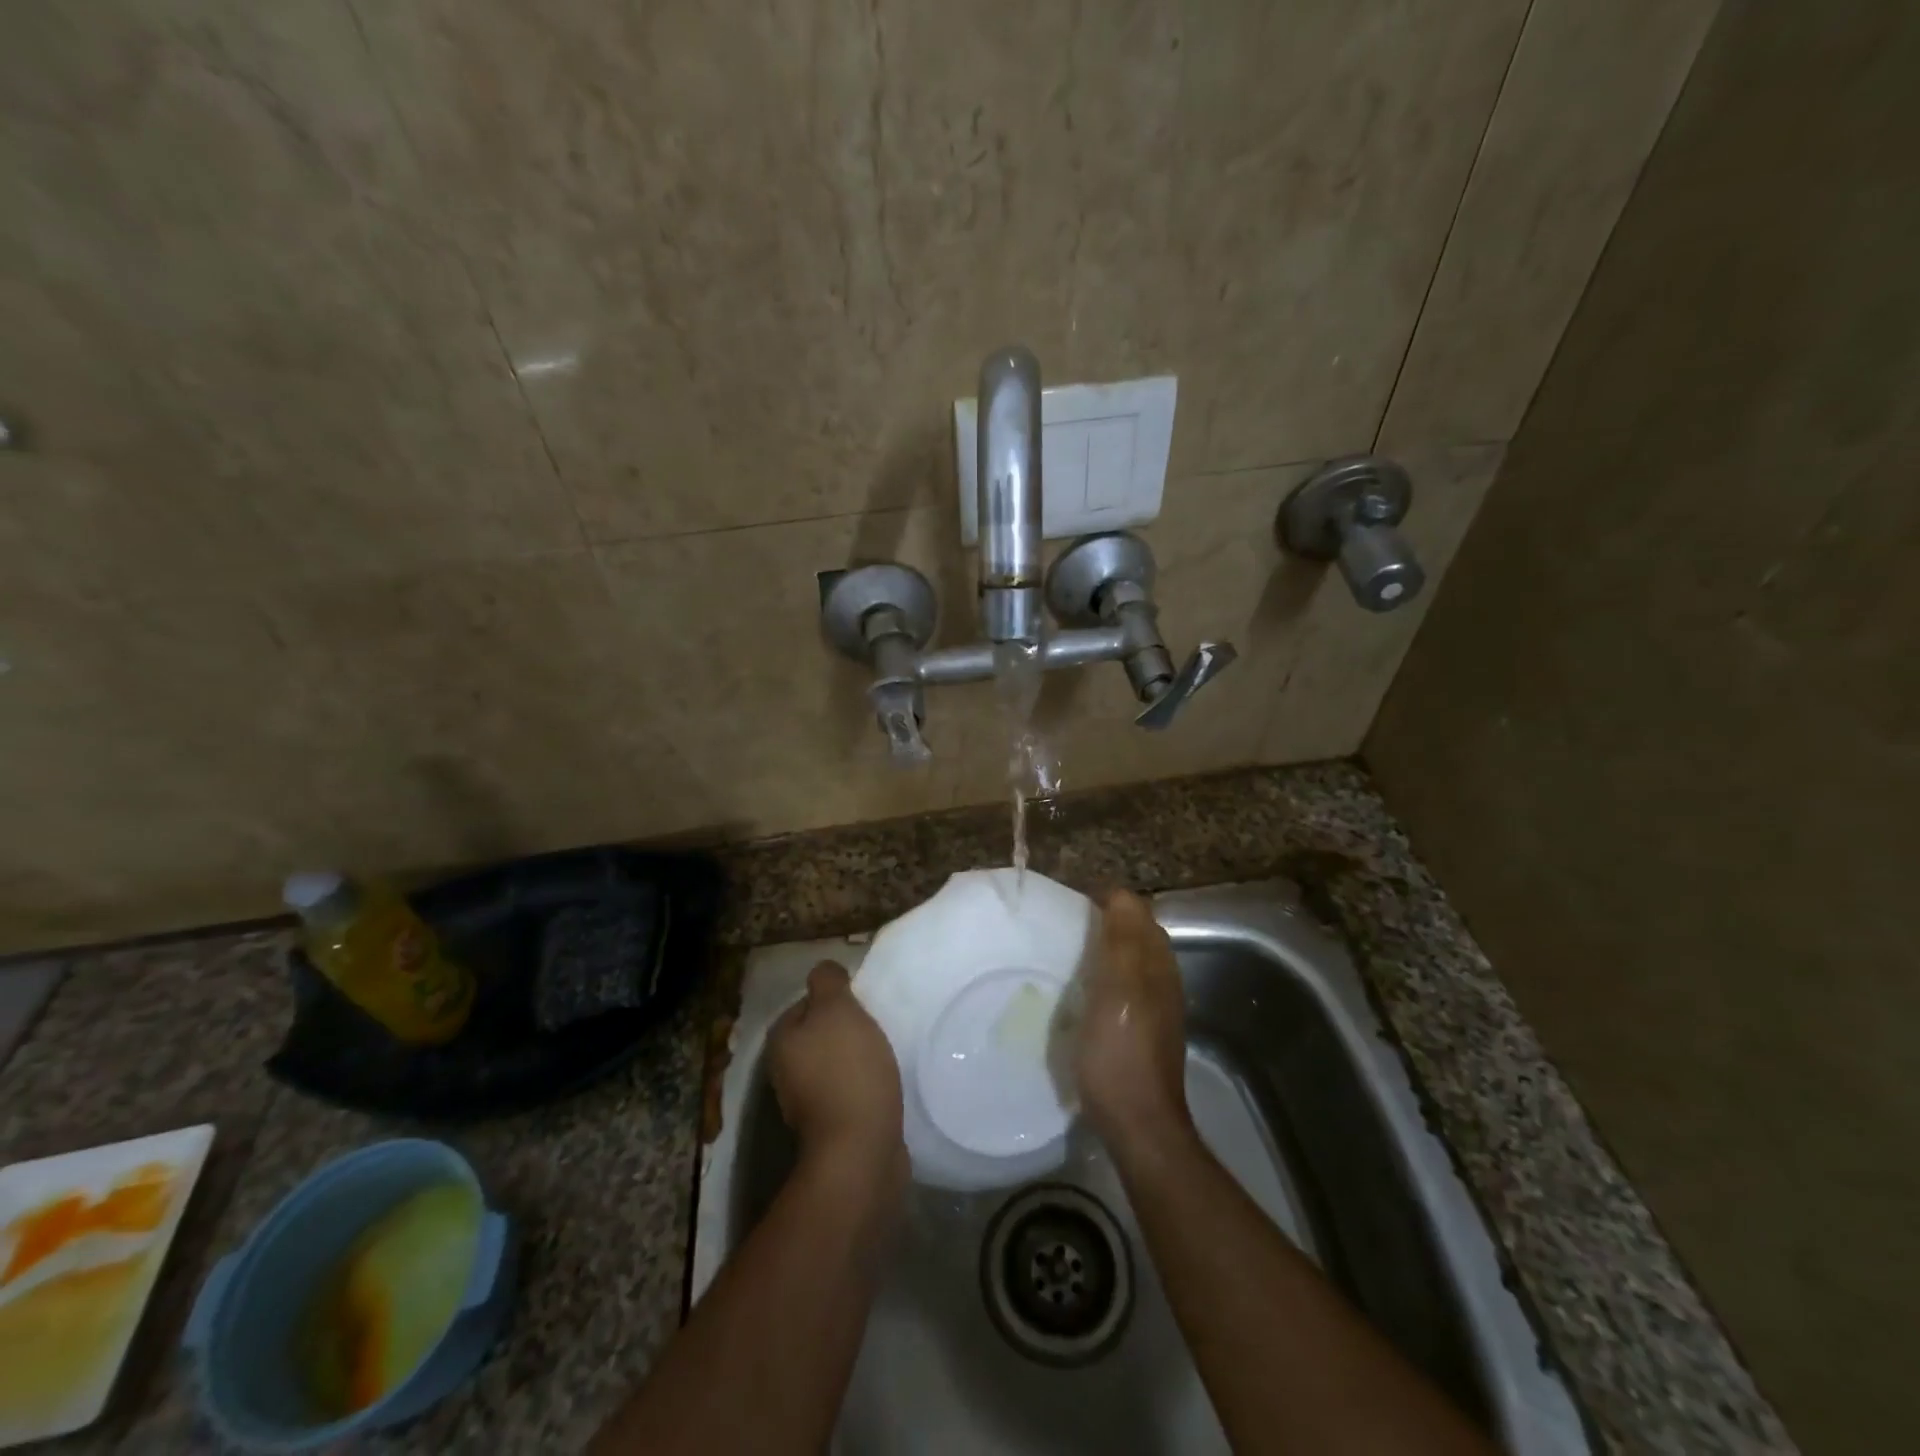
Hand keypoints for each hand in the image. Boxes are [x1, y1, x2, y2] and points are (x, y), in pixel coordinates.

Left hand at [768, 962, 905, 1177]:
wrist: (860, 1150)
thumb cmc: (847, 1070)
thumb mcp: (837, 1010)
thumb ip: (828, 983)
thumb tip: (823, 971)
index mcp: (782, 1041)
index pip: (804, 1004)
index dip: (833, 998)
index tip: (862, 1001)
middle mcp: (785, 1072)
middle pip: (819, 1036)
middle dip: (846, 1030)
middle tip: (877, 1024)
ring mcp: (807, 1104)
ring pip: (834, 1065)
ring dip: (857, 1059)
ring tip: (885, 1053)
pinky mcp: (833, 1128)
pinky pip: (849, 1092)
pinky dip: (864, 1085)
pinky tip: (885, 1083)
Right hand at [1076, 891, 1193, 1161]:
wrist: (1136, 1122)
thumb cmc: (1121, 1050)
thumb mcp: (1118, 987)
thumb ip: (1122, 939)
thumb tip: (1119, 893)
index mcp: (1157, 964)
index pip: (1137, 913)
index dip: (1108, 902)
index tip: (1070, 905)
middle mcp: (1162, 980)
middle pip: (1136, 936)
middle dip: (1105, 923)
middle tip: (1063, 926)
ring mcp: (1155, 1008)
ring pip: (1130, 963)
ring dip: (1104, 951)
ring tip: (1066, 953)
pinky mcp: (1142, 1032)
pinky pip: (1123, 988)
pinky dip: (1103, 978)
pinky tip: (1080, 992)